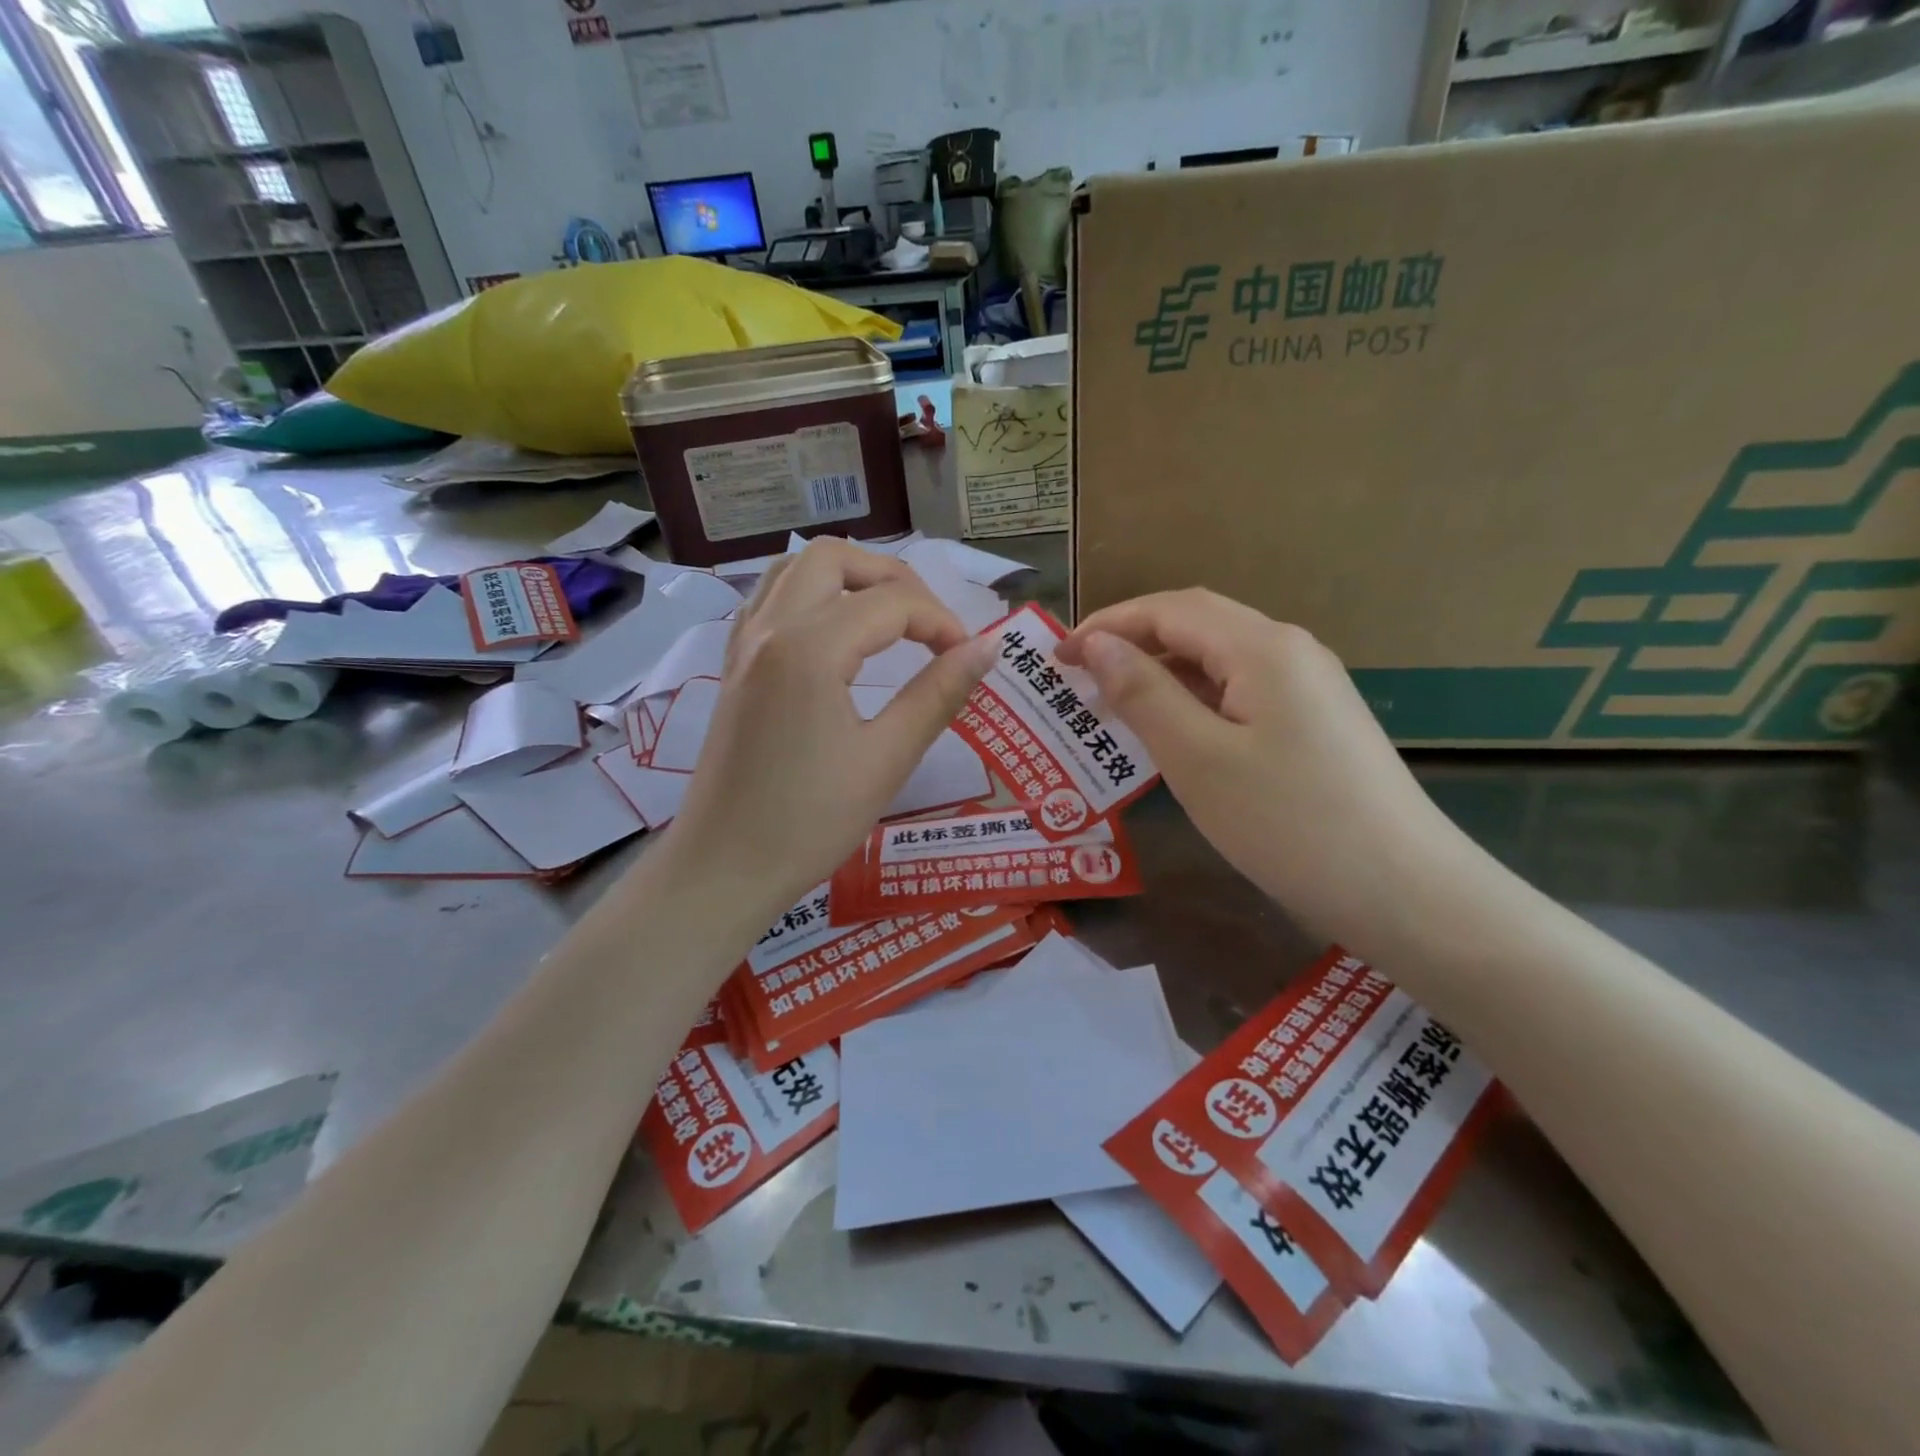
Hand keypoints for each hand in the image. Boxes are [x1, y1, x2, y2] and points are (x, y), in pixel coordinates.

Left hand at [666, 540, 996, 922]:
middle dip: (892, 577)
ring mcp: (744, 644)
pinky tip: (833, 633)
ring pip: (794, 569)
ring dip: (847, 577)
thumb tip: (988, 648)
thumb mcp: (886, 758)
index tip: (968, 658)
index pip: (892, 602)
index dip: (941, 622)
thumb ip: (938, 694)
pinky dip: (809, 596)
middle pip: (834, 558)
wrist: (724, 867)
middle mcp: (771, 628)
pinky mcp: (733, 667)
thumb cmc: (809, 821)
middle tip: (928, 624)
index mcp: (810, 647)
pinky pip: (769, 600)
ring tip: (887, 618)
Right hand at [1056, 589, 1465, 940]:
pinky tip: (1173, 731)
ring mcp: (1310, 686)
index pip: (1170, 610)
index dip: (1109, 623)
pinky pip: (1241, 690)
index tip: (1056, 653)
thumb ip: (1144, 694)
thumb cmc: (1288, 823)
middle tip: (1078, 674)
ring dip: (1162, 669)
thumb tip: (1097, 645)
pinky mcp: (1316, 722)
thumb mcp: (1198, 759)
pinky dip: (1194, 698)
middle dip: (1132, 639)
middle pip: (1197, 623)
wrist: (1404, 891)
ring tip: (1113, 702)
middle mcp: (1290, 650)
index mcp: (1262, 647)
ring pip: (1219, 658)